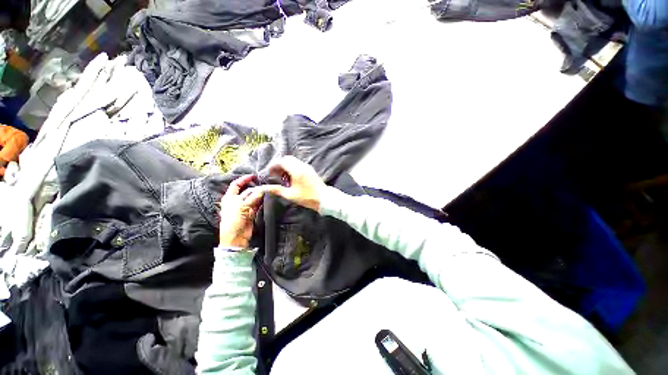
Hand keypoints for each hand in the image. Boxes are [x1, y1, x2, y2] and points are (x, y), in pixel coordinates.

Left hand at [219, 175, 264, 247]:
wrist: (236, 236)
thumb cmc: (234, 220)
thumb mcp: (243, 206)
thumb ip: (254, 197)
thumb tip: (263, 190)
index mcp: (230, 197)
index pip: (236, 184)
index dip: (244, 179)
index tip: (253, 176)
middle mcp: (237, 201)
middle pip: (247, 191)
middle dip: (256, 188)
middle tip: (265, 185)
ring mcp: (244, 207)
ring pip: (253, 198)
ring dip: (260, 195)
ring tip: (268, 191)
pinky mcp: (250, 212)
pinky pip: (257, 204)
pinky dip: (261, 201)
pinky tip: (267, 198)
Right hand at [265, 156, 325, 211]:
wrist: (324, 198)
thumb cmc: (307, 197)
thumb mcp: (290, 195)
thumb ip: (277, 190)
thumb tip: (264, 188)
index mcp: (296, 170)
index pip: (282, 162)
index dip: (273, 166)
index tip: (269, 173)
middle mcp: (302, 166)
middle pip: (288, 159)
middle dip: (280, 165)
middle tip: (276, 175)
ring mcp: (307, 167)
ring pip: (294, 161)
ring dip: (286, 166)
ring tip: (283, 177)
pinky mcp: (311, 170)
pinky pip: (299, 164)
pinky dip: (293, 168)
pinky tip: (292, 178)